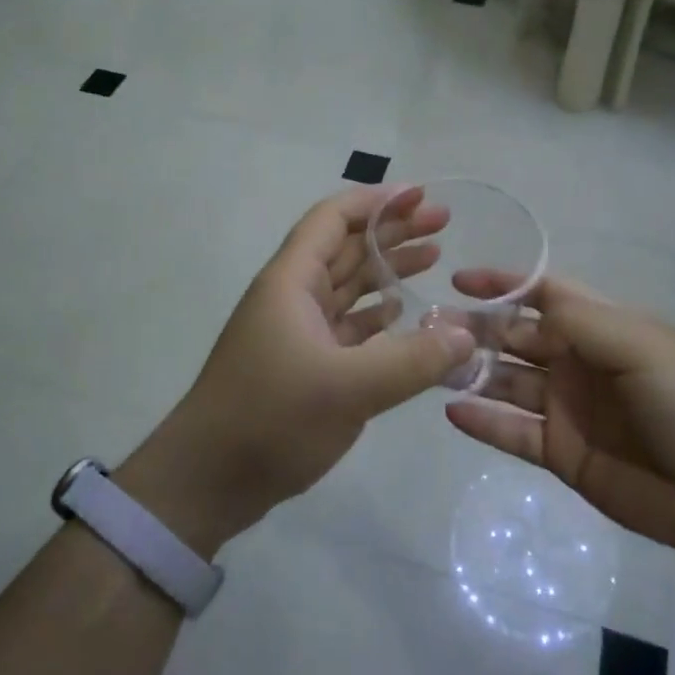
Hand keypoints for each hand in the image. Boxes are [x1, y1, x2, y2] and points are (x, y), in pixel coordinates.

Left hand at [117, 187, 475, 555]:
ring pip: (347, 286)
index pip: (333, 219)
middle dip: (392, 230)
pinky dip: (376, 316)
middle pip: (346, 247)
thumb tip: (466, 335)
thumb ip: (412, 360)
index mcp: (291, 282)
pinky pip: (346, 325)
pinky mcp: (302, 364)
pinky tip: (404, 313)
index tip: (421, 195)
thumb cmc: (270, 418)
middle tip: (443, 222)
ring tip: (435, 258)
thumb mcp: (348, 388)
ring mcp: (295, 331)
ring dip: (387, 270)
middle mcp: (292, 296)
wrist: (207, 480)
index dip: (377, 201)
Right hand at [443, 272, 674, 565]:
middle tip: (429, 329)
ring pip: (507, 383)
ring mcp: (567, 409)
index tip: (459, 279)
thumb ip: (579, 321)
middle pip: (515, 337)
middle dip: (475, 329)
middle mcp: (578, 362)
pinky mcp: (563, 454)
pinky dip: (483, 422)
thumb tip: (522, 301)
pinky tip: (453, 412)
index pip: (543, 293)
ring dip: (471, 372)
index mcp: (601, 327)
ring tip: (431, 367)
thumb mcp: (641, 345)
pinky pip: (513, 433)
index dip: (504, 284)